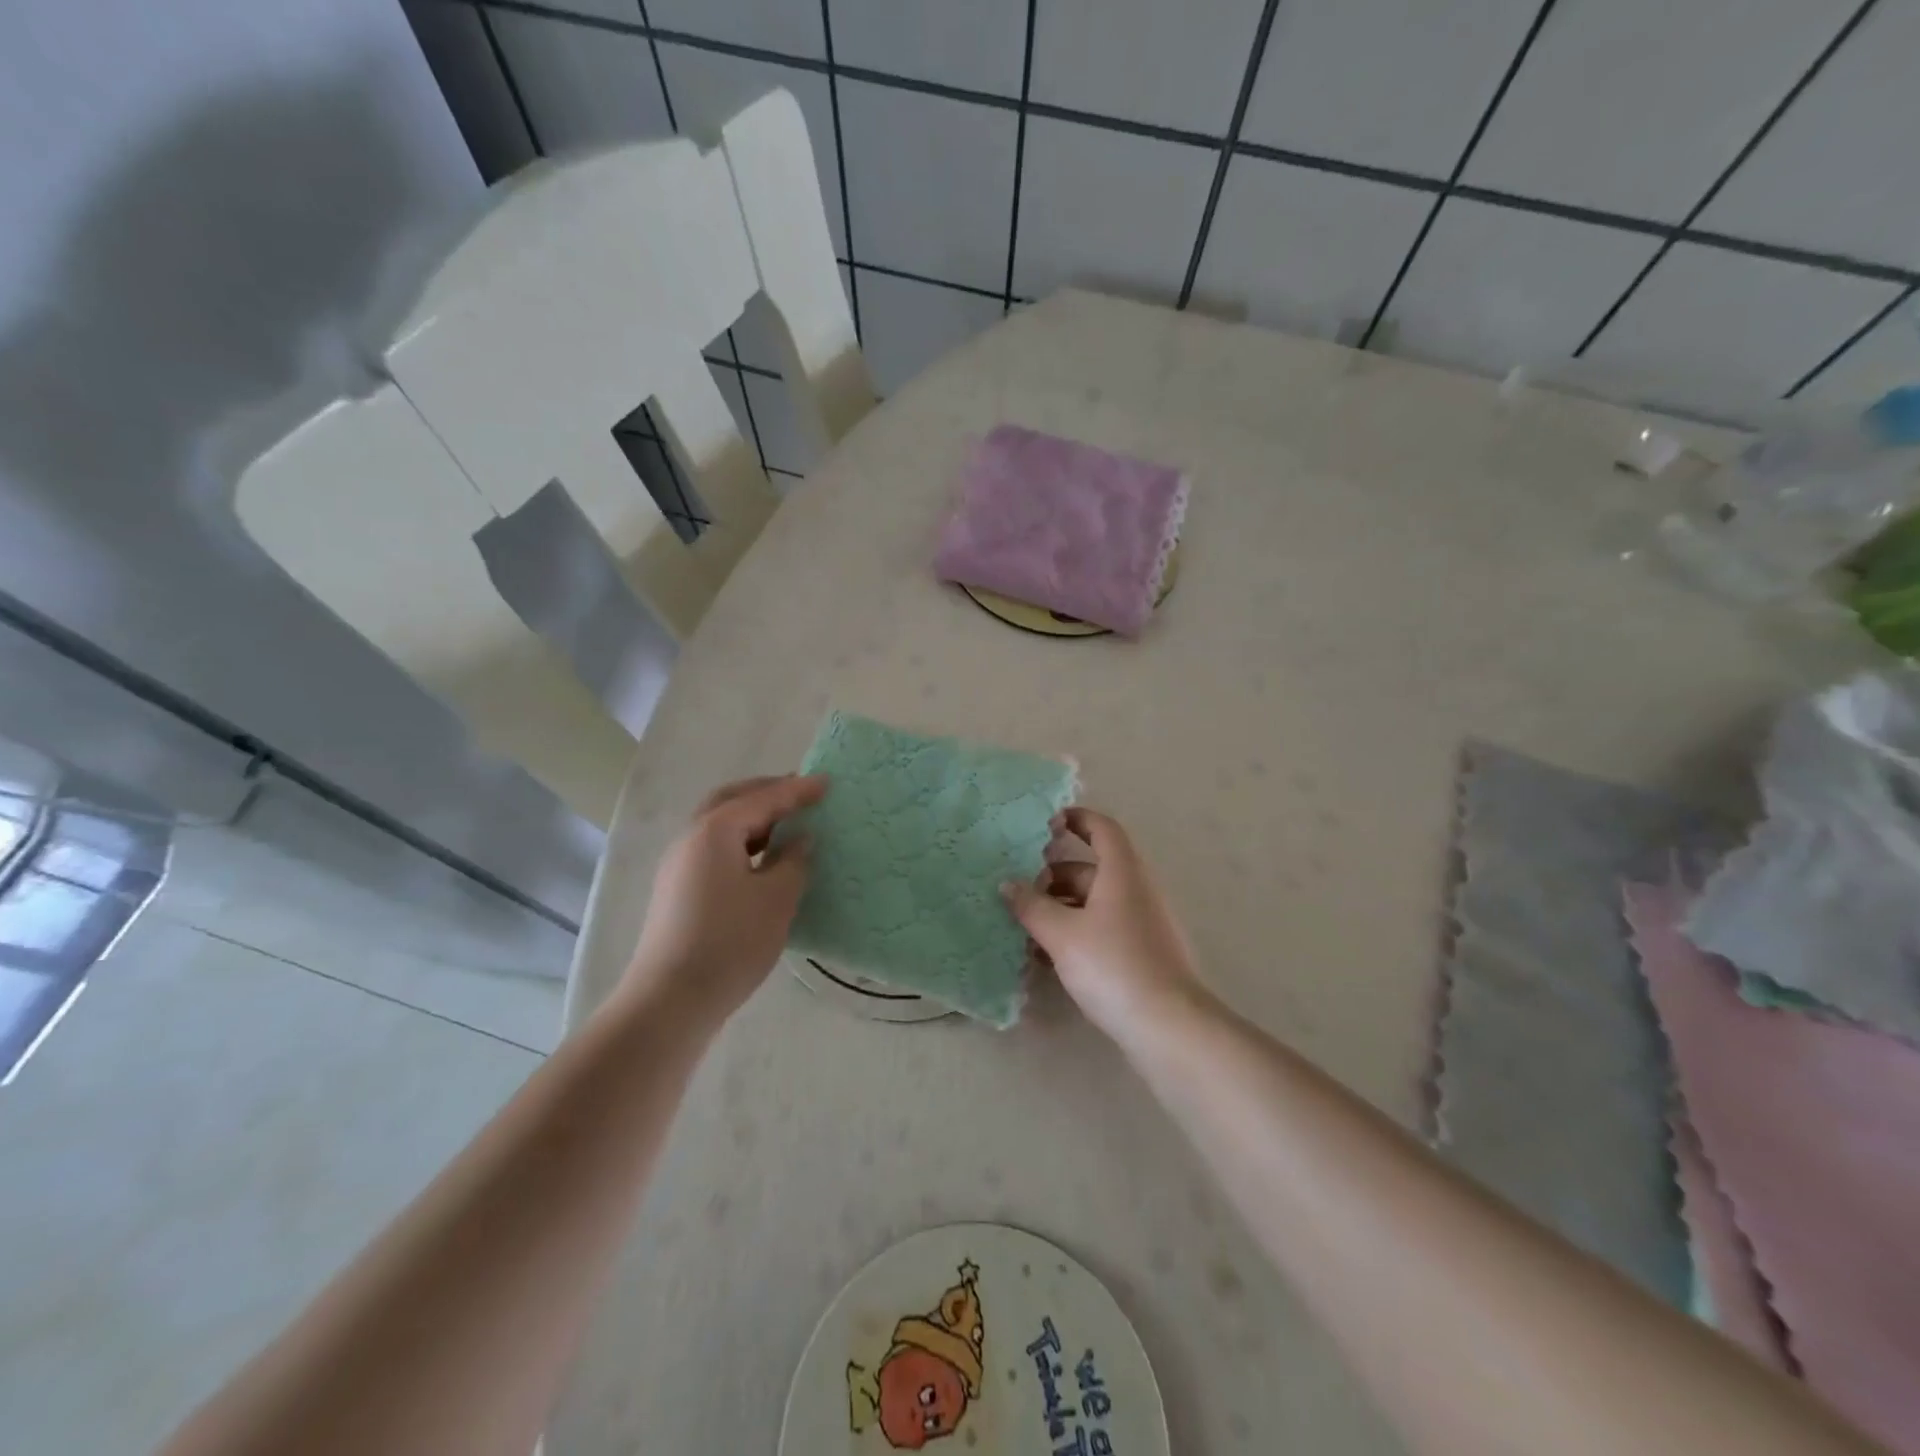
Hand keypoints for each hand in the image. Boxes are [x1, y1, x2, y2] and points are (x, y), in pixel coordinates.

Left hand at [622, 775, 825, 1025]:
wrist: (671, 1000)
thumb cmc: (730, 942)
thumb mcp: (776, 898)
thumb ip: (794, 860)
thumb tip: (799, 840)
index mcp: (715, 831)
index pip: (763, 799)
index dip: (798, 790)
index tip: (828, 783)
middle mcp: (691, 839)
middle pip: (731, 801)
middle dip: (767, 793)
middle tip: (801, 793)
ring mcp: (679, 866)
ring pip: (720, 825)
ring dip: (753, 818)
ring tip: (788, 824)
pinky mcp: (678, 891)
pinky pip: (715, 849)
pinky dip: (742, 841)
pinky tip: (764, 860)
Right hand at [1002, 807, 1209, 1047]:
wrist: (1167, 1025)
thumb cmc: (1113, 965)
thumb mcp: (1062, 934)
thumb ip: (1031, 906)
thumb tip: (1007, 884)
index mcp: (1122, 872)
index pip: (1102, 828)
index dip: (1077, 819)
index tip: (1045, 823)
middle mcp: (1136, 890)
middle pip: (1092, 868)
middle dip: (1053, 875)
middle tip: (1019, 888)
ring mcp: (1141, 923)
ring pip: (1094, 902)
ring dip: (1060, 908)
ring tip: (1025, 926)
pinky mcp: (1141, 953)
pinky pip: (1102, 929)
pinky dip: (1075, 932)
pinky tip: (1047, 957)